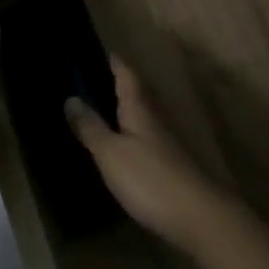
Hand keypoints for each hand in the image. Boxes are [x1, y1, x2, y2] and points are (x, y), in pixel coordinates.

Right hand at [64, 59, 236, 254]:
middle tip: (97, 79)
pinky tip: (123, 147)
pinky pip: (147, 140)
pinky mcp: (171, 167)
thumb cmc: (149, 179)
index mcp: (140, 110)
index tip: (105, 52)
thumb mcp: (111, 153)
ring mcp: (167, 144)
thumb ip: (91, 127)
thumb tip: (71, 98)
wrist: (198, 217)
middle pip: (138, 95)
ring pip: (143, 117)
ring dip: (126, 110)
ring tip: (104, 110)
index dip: (116, 64)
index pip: (127, 77)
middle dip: (120, 85)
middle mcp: (156, 120)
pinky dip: (132, 135)